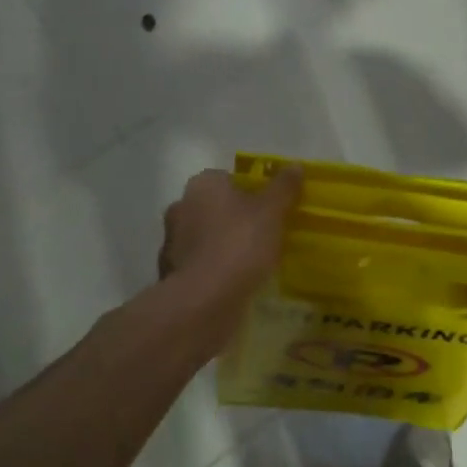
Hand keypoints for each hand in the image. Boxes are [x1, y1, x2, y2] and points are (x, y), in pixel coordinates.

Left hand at [158, 167, 301, 304]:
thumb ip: (284, 187)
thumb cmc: (240, 244)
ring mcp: (171, 242)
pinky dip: (213, 270)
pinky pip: (199, 265)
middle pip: (214, 207)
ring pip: (204, 237)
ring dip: (221, 246)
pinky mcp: (171, 274)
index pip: (227, 178)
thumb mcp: (272, 211)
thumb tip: (295, 165)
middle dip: (234, 218)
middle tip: (263, 234)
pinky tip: (233, 283)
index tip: (269, 209)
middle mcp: (181, 207)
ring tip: (251, 262)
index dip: (250, 191)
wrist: (204, 301)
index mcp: (202, 185)